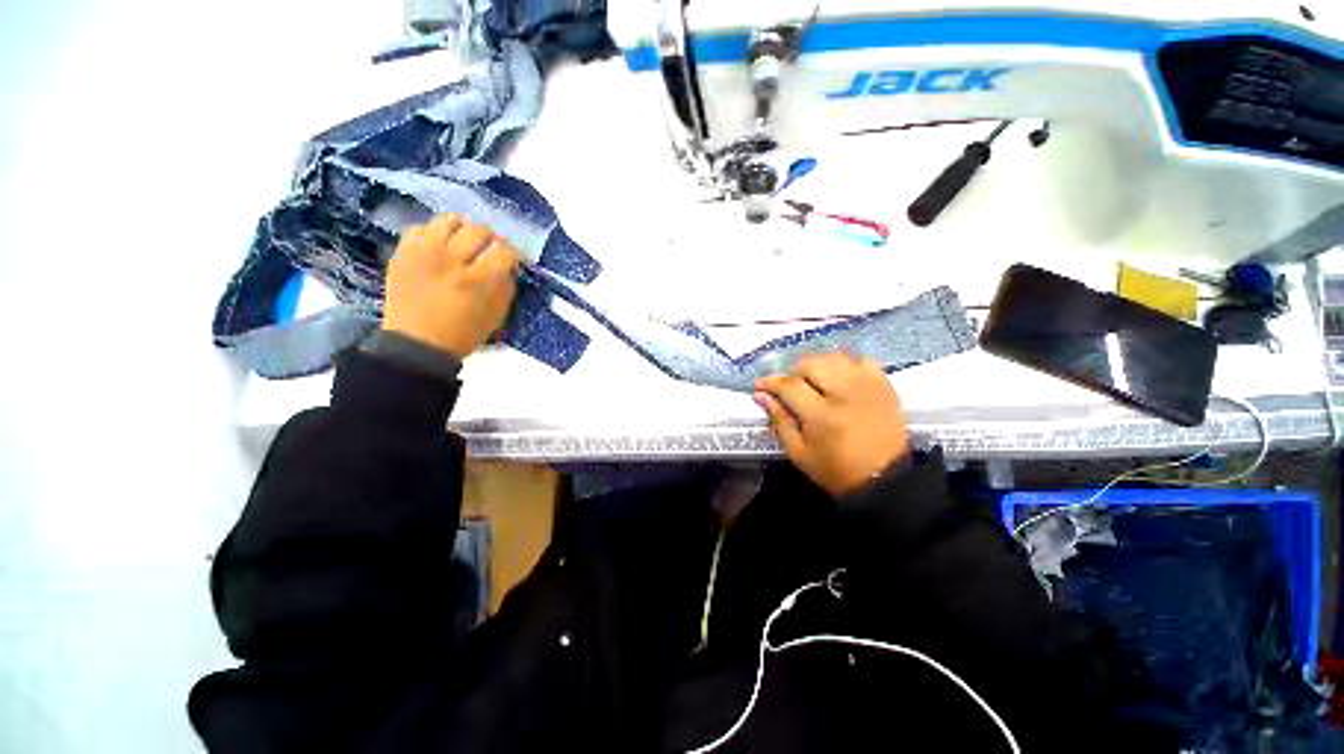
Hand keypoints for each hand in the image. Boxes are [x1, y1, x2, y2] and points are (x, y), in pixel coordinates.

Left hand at [382, 214, 520, 358]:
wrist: (417, 343)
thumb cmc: (464, 333)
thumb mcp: (497, 315)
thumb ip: (506, 286)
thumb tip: (508, 265)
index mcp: (479, 280)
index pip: (503, 250)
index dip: (511, 253)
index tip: (509, 260)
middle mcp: (452, 261)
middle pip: (478, 230)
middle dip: (490, 238)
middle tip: (489, 249)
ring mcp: (424, 254)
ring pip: (448, 220)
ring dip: (462, 228)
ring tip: (462, 240)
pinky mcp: (403, 253)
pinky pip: (419, 228)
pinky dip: (433, 234)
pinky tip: (438, 246)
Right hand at [754, 353, 910, 497]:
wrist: (884, 480)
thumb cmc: (835, 471)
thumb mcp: (798, 452)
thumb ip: (779, 420)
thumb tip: (761, 395)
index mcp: (822, 415)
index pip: (790, 386)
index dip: (771, 382)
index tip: (761, 384)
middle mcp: (846, 394)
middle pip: (812, 363)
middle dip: (794, 372)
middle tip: (790, 386)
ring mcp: (868, 387)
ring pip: (835, 357)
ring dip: (818, 365)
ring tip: (814, 381)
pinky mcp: (885, 386)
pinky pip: (861, 361)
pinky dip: (846, 365)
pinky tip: (841, 379)